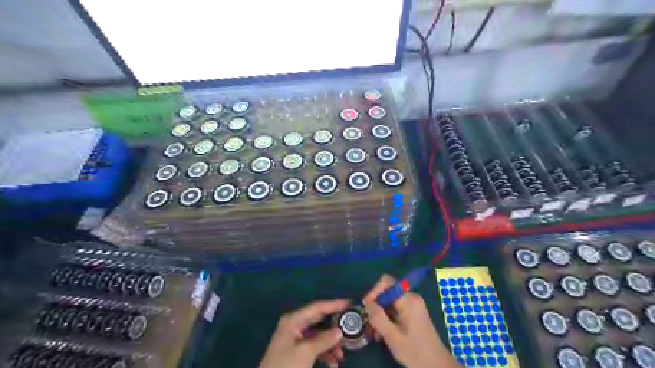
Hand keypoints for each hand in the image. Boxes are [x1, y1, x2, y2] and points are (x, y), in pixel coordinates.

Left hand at [259, 299, 350, 367]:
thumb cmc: (286, 366)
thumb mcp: (306, 352)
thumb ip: (324, 340)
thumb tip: (340, 331)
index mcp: (294, 320)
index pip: (317, 307)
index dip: (334, 304)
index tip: (350, 303)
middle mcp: (294, 325)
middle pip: (319, 320)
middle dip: (334, 326)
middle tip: (351, 326)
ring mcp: (295, 339)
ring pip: (318, 336)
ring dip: (330, 344)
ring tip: (342, 354)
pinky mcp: (296, 352)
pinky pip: (314, 347)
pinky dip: (324, 353)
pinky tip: (333, 363)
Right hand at [363, 275, 459, 367]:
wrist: (438, 366)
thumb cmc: (415, 352)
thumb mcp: (393, 337)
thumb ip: (378, 318)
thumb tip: (367, 302)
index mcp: (408, 300)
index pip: (386, 282)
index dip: (374, 291)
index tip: (366, 307)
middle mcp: (412, 297)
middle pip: (387, 292)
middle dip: (376, 306)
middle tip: (370, 324)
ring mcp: (414, 305)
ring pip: (390, 301)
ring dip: (381, 314)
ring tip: (376, 333)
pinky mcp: (414, 312)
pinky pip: (396, 308)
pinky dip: (388, 317)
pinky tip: (384, 333)